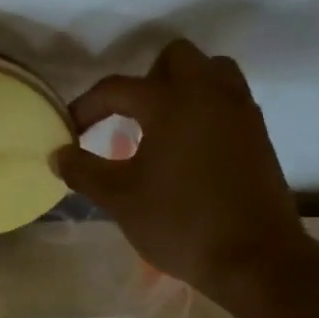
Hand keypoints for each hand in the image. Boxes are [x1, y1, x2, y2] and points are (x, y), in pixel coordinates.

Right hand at [56, 40, 312, 301]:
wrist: (255, 260)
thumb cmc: (180, 222)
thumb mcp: (118, 198)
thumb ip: (82, 170)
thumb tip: (59, 153)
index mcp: (171, 101)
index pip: (116, 88)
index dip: (86, 107)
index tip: (70, 132)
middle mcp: (209, 94)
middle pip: (176, 57)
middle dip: (145, 79)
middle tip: (129, 117)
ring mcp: (240, 112)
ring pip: (212, 71)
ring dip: (183, 86)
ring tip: (161, 124)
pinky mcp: (259, 135)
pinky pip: (229, 99)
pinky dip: (206, 108)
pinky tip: (189, 146)